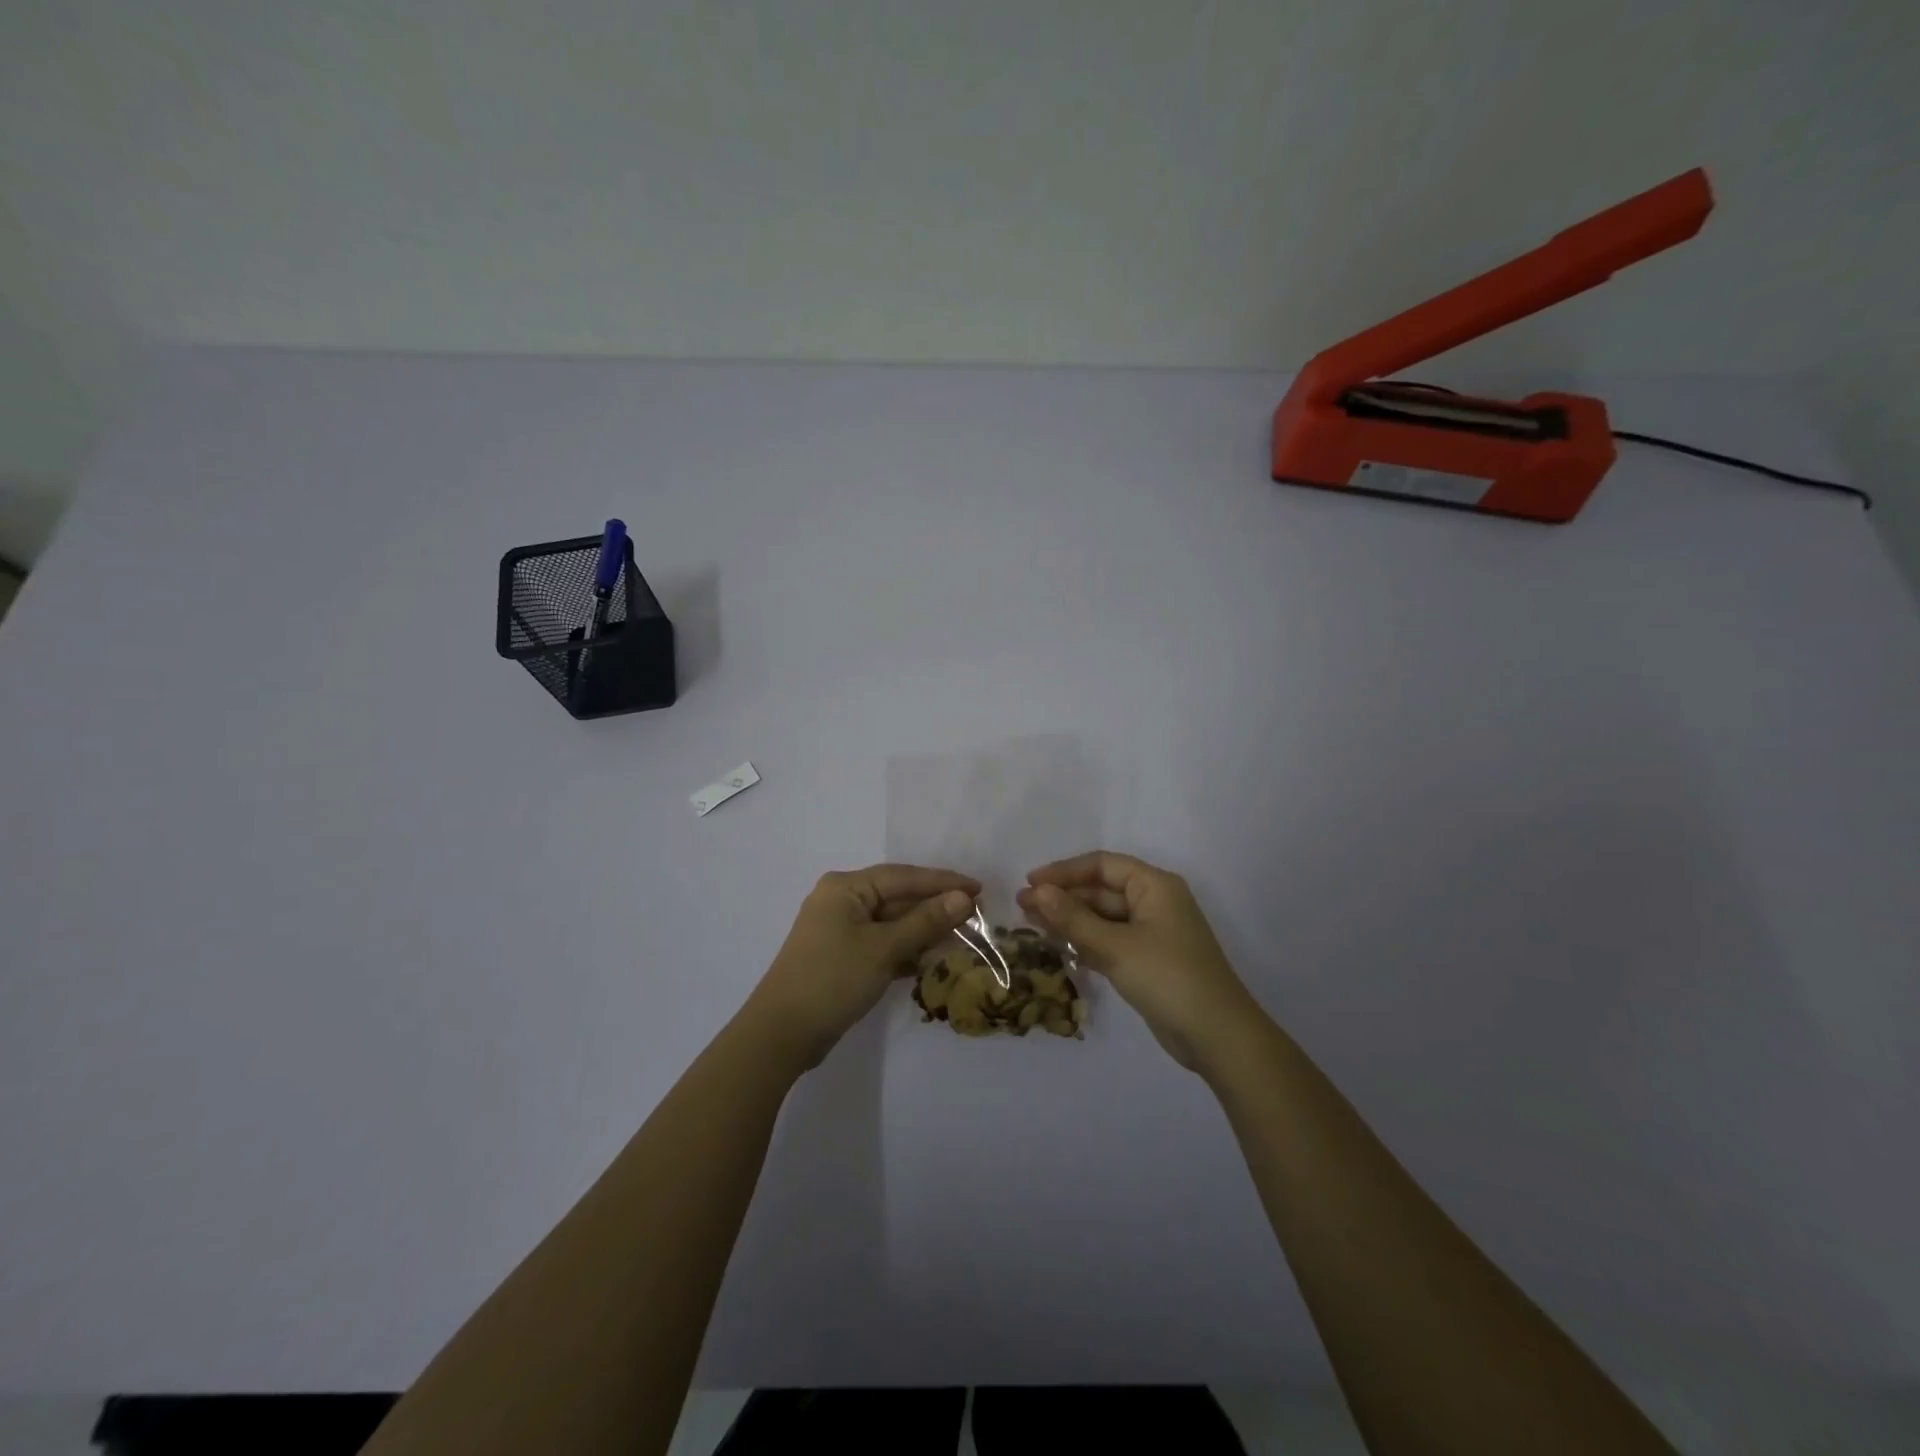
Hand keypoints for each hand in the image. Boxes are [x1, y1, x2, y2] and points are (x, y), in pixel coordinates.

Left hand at [747, 864, 979, 1068]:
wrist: (781, 1035)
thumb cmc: (833, 980)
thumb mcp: (884, 948)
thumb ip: (926, 921)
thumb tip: (963, 898)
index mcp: (846, 887)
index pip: (904, 876)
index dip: (943, 882)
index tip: (979, 888)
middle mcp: (841, 901)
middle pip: (898, 897)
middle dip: (935, 907)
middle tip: (977, 914)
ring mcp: (839, 930)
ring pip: (891, 923)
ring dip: (923, 930)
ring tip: (961, 936)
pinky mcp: (841, 957)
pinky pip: (881, 944)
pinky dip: (905, 950)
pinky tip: (929, 960)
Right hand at [1018, 851, 1260, 1070]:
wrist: (1217, 1036)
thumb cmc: (1168, 977)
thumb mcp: (1116, 946)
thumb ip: (1074, 918)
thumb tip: (1037, 892)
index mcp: (1154, 885)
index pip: (1102, 865)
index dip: (1064, 871)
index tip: (1030, 883)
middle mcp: (1154, 902)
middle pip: (1101, 890)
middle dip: (1063, 897)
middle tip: (1021, 907)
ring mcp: (1152, 933)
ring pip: (1103, 918)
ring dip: (1070, 920)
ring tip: (1030, 924)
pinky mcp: (1148, 961)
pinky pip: (1110, 941)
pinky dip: (1085, 942)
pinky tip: (1058, 947)